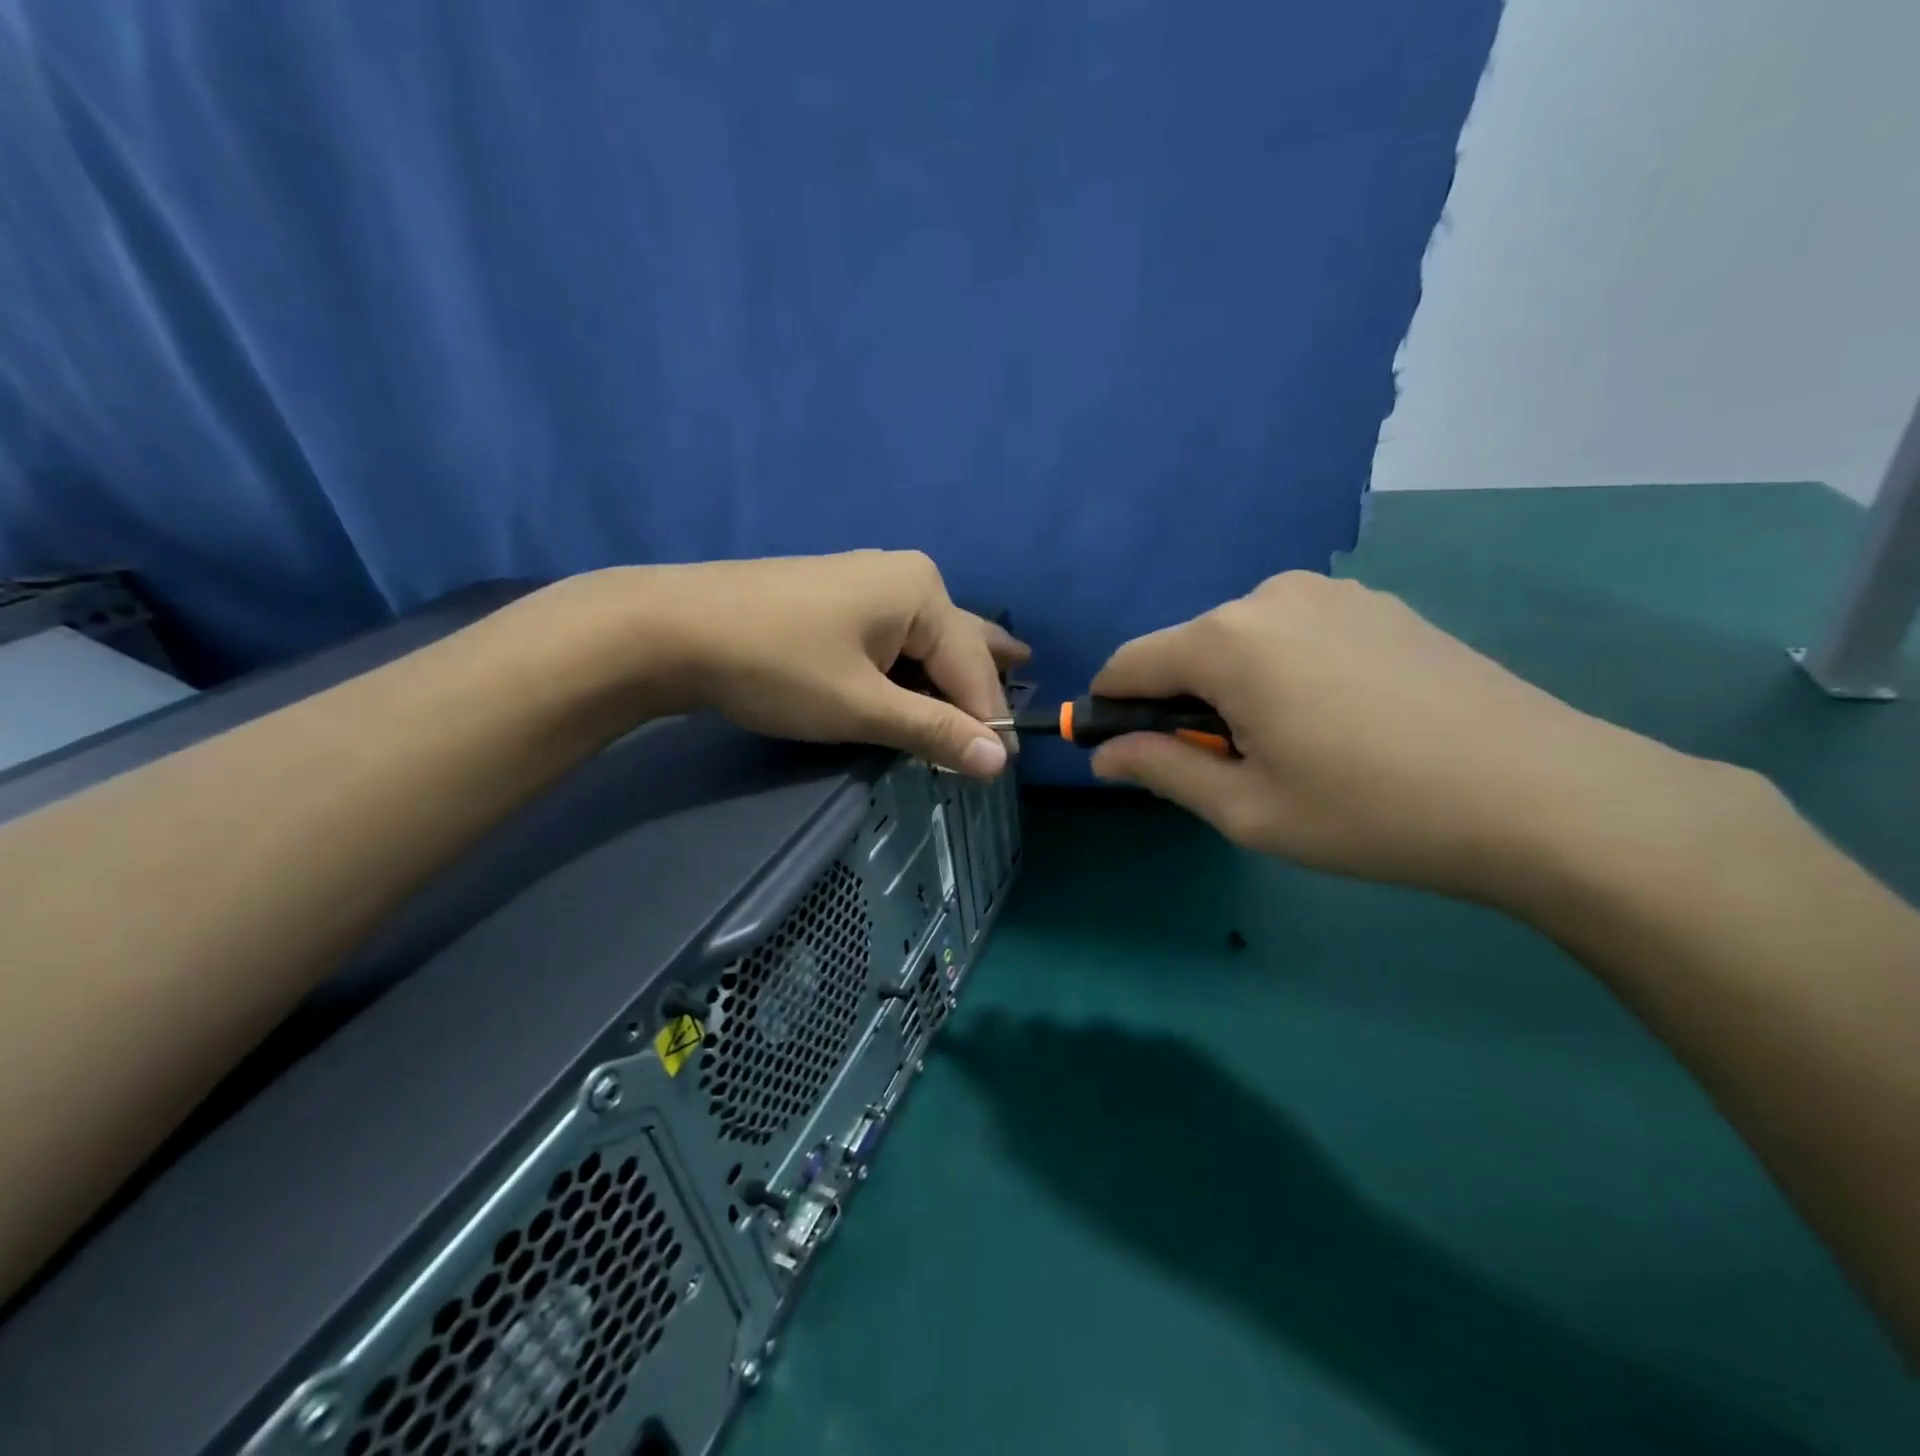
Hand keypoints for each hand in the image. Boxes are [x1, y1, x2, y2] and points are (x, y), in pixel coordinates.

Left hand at [613, 551, 1027, 777]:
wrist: (671, 630)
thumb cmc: (778, 666)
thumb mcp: (862, 706)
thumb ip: (934, 731)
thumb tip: (999, 761)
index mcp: (922, 592)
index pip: (974, 667)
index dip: (989, 719)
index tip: (999, 769)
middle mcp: (904, 576)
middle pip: (958, 639)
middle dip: (984, 672)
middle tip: (1030, 680)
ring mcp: (866, 581)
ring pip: (926, 636)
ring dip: (950, 668)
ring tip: (992, 672)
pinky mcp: (835, 597)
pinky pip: (894, 635)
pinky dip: (913, 663)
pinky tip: (922, 672)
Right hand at [1089, 572, 1693, 900]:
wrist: (1542, 796)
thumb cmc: (1371, 811)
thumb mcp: (1248, 809)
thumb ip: (1161, 769)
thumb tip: (1104, 753)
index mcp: (1227, 640)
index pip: (1130, 663)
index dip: (1111, 708)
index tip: (1124, 754)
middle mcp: (1270, 595)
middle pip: (1187, 650)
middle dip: (1183, 704)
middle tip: (1228, 769)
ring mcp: (1331, 592)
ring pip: (1242, 641)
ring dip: (1235, 688)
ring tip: (1291, 748)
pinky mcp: (1377, 604)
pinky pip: (1294, 634)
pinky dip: (1284, 672)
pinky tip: (1339, 721)